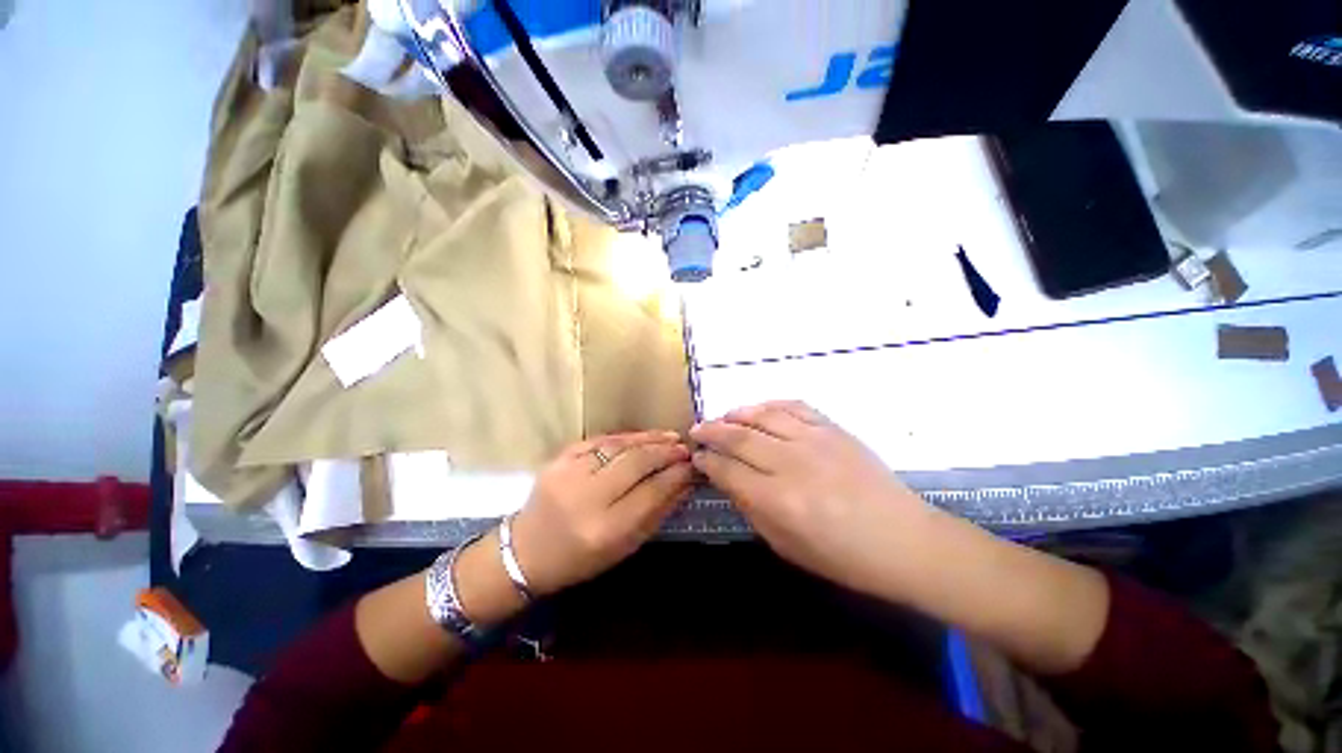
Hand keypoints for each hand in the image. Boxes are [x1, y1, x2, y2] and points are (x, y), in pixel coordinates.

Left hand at [509, 431, 693, 595]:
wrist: (526, 551)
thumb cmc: (580, 559)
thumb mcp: (624, 546)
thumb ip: (657, 512)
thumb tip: (685, 483)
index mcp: (605, 529)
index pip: (651, 492)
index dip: (676, 475)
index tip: (694, 466)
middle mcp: (587, 497)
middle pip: (636, 463)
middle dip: (665, 452)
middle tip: (685, 448)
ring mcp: (570, 472)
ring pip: (619, 446)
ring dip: (649, 439)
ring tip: (671, 437)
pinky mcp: (559, 458)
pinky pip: (600, 440)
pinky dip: (625, 437)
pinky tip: (643, 436)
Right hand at [690, 401, 933, 595]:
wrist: (904, 540)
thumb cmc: (842, 556)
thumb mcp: (786, 546)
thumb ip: (752, 509)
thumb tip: (728, 479)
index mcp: (778, 500)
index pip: (728, 470)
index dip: (707, 461)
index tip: (697, 456)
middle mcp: (791, 463)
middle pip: (739, 437)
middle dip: (712, 431)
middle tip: (697, 429)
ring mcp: (814, 440)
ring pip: (763, 416)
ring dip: (736, 414)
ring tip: (722, 417)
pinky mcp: (833, 429)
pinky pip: (794, 407)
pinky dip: (770, 404)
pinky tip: (759, 409)